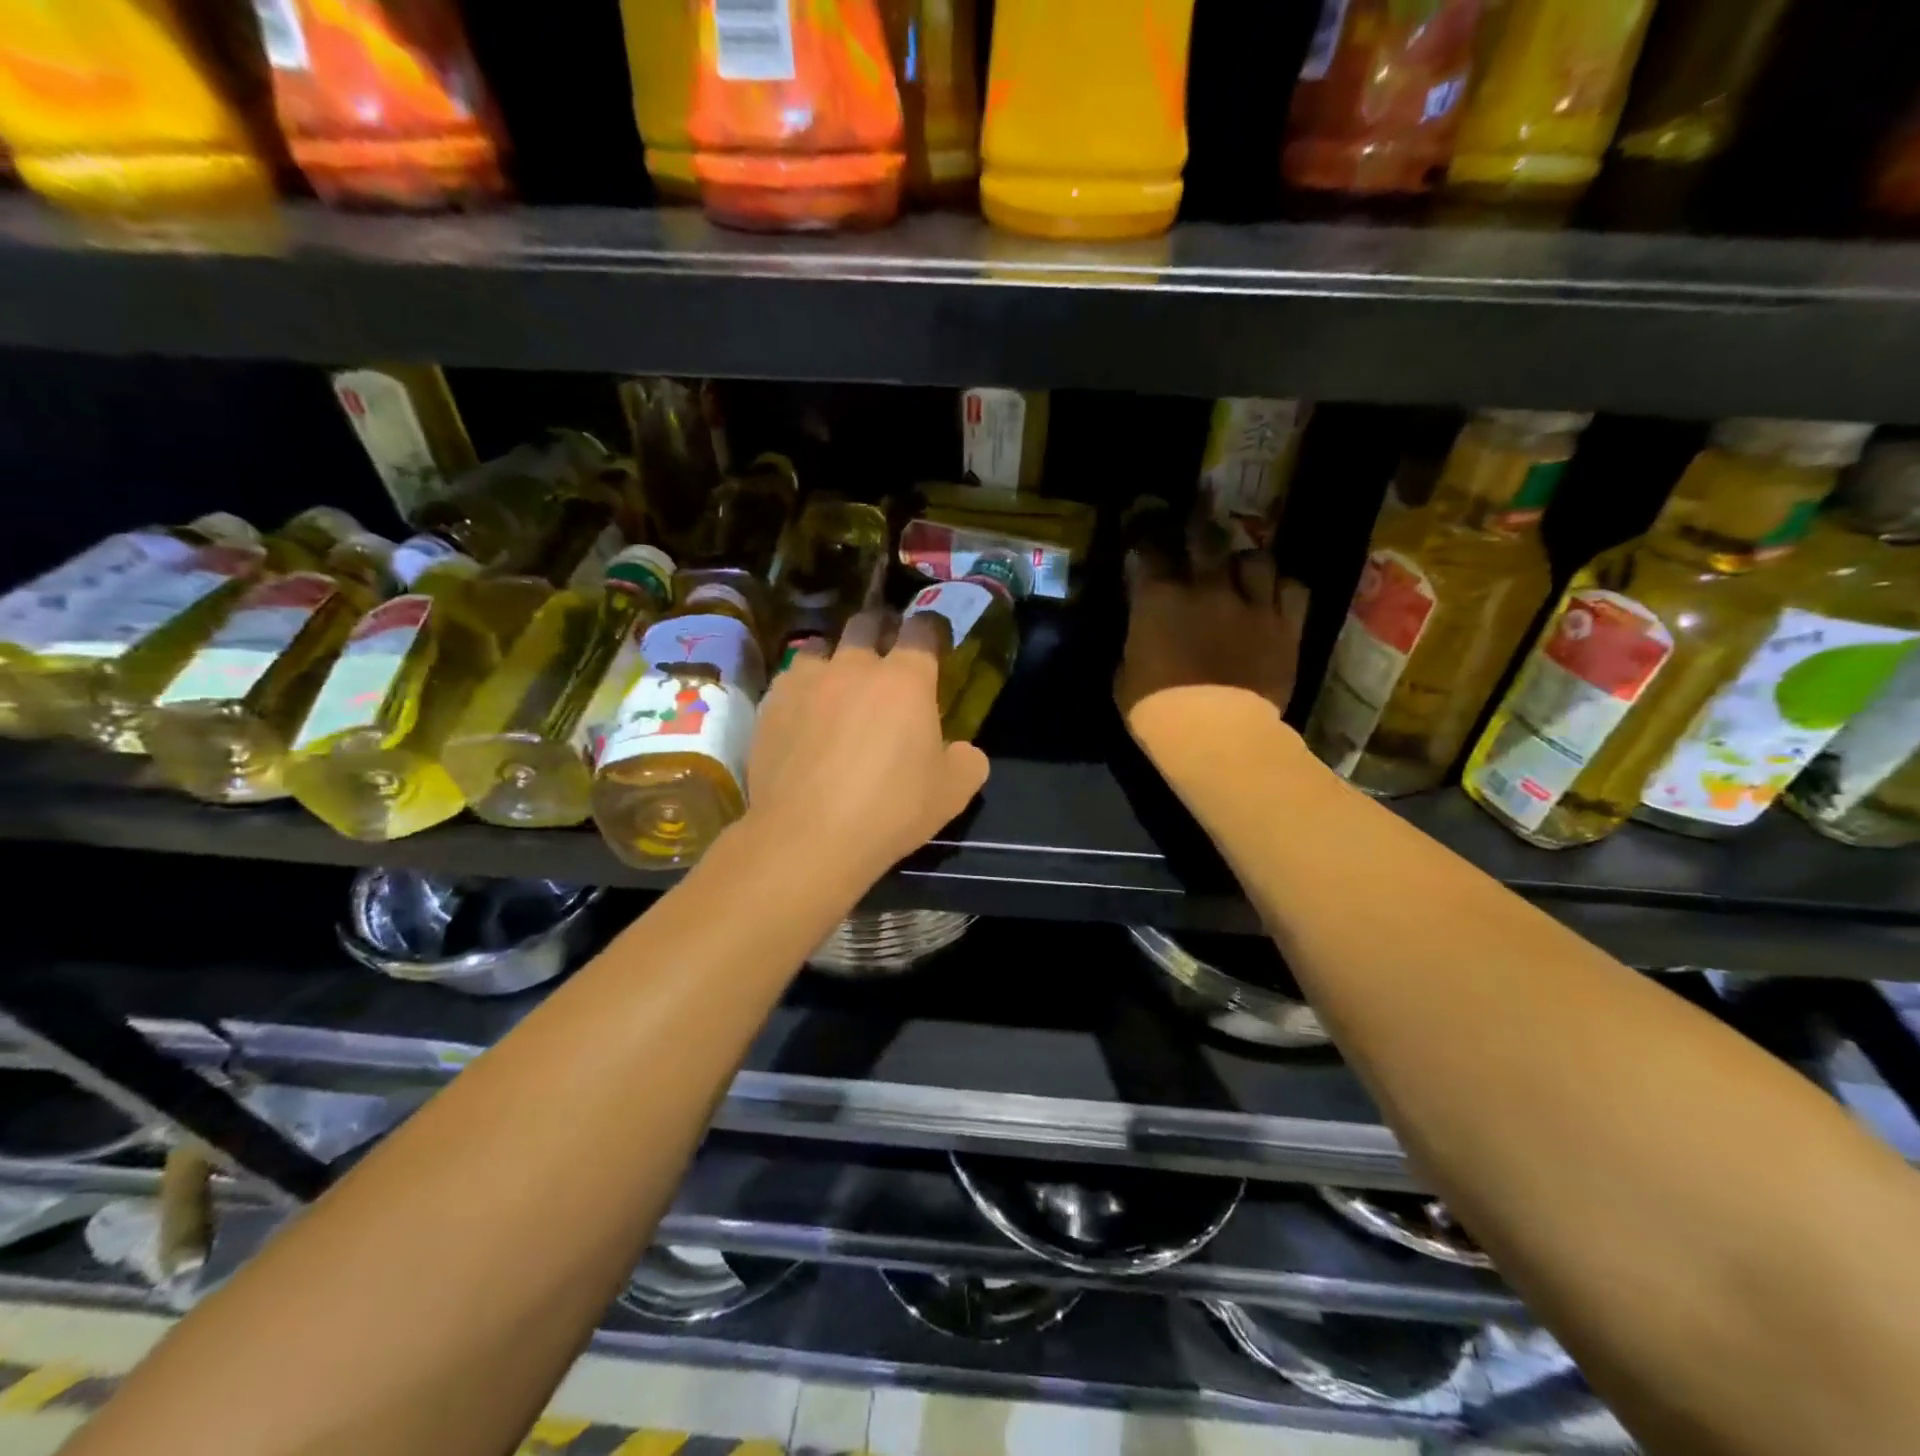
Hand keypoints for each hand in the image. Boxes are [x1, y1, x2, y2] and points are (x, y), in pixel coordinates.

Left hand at [745, 609, 989, 887]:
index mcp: (906, 679)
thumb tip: (962, 750)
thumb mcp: (953, 793)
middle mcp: (855, 666)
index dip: (931, 629)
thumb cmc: (890, 810)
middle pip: (868, 622)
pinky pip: (790, 678)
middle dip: (881, 628)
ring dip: (835, 656)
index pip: (923, 628)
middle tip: (886, 650)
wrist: (807, 836)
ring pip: (822, 645)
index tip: (934, 640)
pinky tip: (803, 712)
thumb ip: (967, 761)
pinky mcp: (772, 703)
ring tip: (838, 681)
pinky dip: (803, 686)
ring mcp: (808, 680)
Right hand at [1115, 538, 1309, 727]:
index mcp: (1158, 598)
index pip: (1150, 548)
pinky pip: (1293, 589)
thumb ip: (1136, 644)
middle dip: (1198, 531)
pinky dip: (1282, 589)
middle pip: (1206, 537)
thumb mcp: (1126, 676)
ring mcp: (1251, 603)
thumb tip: (1143, 635)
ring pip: (1255, 558)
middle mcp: (1206, 587)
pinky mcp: (1286, 625)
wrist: (1214, 734)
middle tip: (1197, 534)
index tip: (1146, 533)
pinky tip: (1274, 598)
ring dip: (1245, 563)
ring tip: (1242, 573)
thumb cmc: (1157, 710)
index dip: (1147, 534)